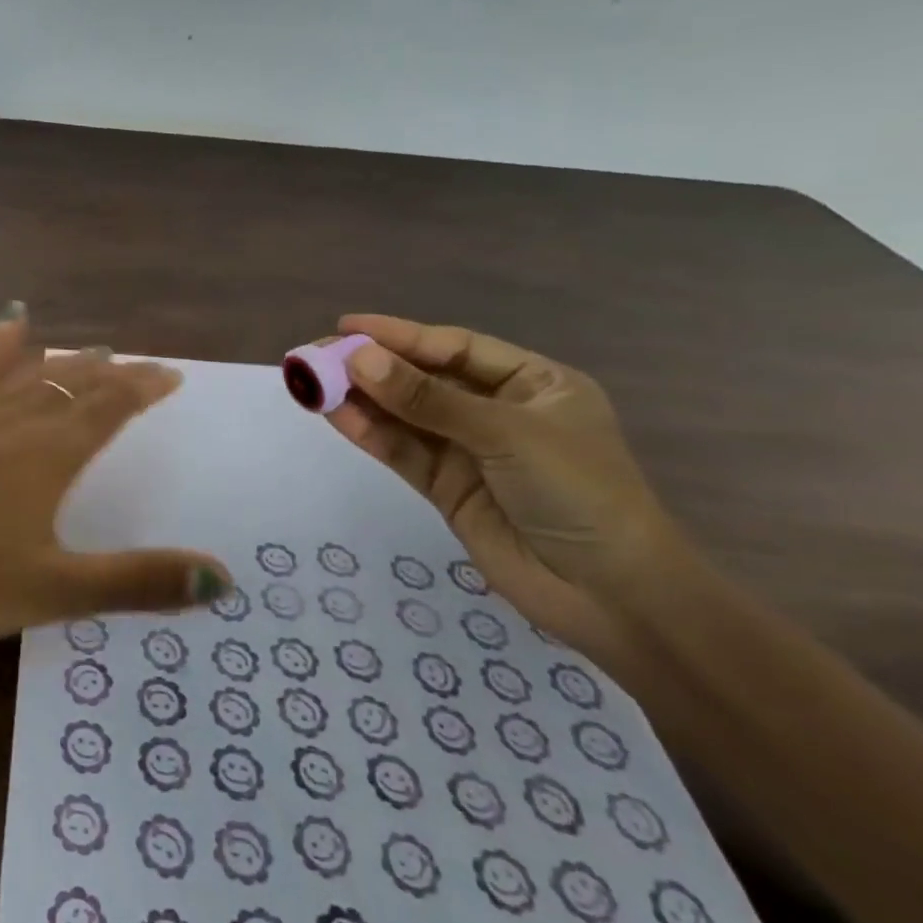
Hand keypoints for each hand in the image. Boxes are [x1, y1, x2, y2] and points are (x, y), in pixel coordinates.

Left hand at [0, 306, 230, 650]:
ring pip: (31, 371)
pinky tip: (9, 324)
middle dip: (113, 374)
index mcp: (48, 453)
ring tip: (91, 350)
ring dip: (67, 360)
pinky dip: (1, 345)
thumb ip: (136, 582)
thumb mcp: (50, 591)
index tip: (172, 376)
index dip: (144, 388)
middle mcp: (14, 419)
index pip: (110, 407)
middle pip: (75, 382)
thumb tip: (223, 576)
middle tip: (139, 366)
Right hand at [325, 313, 698, 670]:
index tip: (346, 325)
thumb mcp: (506, 434)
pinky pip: (402, 452)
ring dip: (360, 399)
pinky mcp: (446, 488)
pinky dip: (369, 433)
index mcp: (533, 384)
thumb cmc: (579, 494)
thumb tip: (357, 359)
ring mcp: (469, 452)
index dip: (400, 335)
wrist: (613, 597)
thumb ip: (427, 399)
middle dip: (371, 366)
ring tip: (310, 380)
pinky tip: (334, 413)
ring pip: (405, 416)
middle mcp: (498, 412)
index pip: (454, 349)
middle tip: (315, 354)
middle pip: (423, 380)